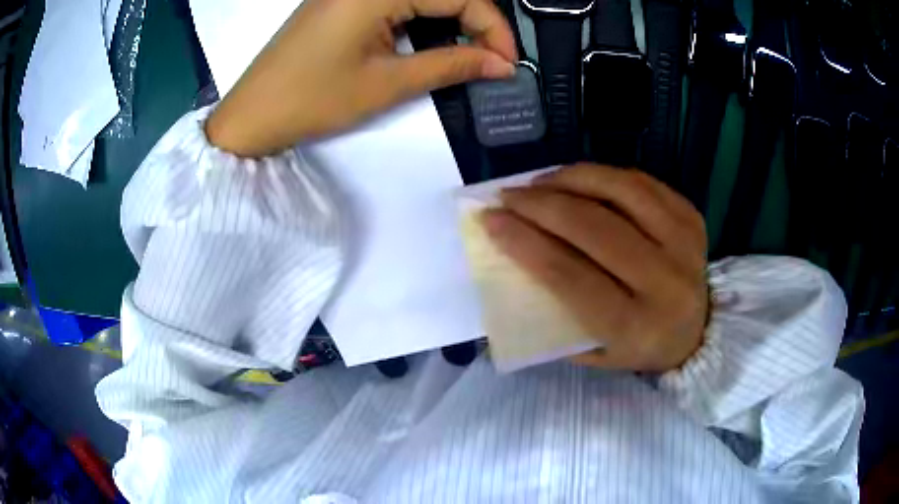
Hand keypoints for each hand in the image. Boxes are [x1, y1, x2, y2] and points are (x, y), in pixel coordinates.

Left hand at [206, 0, 517, 156]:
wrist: (252, 114)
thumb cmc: (313, 99)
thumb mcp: (387, 83)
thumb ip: (451, 65)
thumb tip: (502, 65)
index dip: (493, 26)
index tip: (509, 63)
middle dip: (477, 22)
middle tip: (494, 59)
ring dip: (453, 19)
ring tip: (471, 52)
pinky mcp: (343, 0)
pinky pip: (398, 1)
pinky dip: (424, 18)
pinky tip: (434, 40)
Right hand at [481, 165, 708, 371]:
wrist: (697, 334)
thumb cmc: (637, 347)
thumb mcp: (591, 351)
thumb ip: (554, 315)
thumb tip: (511, 262)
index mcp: (634, 326)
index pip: (570, 275)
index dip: (525, 242)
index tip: (491, 220)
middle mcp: (665, 283)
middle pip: (594, 227)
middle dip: (541, 204)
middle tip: (509, 195)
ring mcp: (684, 244)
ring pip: (620, 192)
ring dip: (572, 178)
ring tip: (540, 182)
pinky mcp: (692, 219)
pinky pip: (641, 183)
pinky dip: (604, 175)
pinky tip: (579, 180)